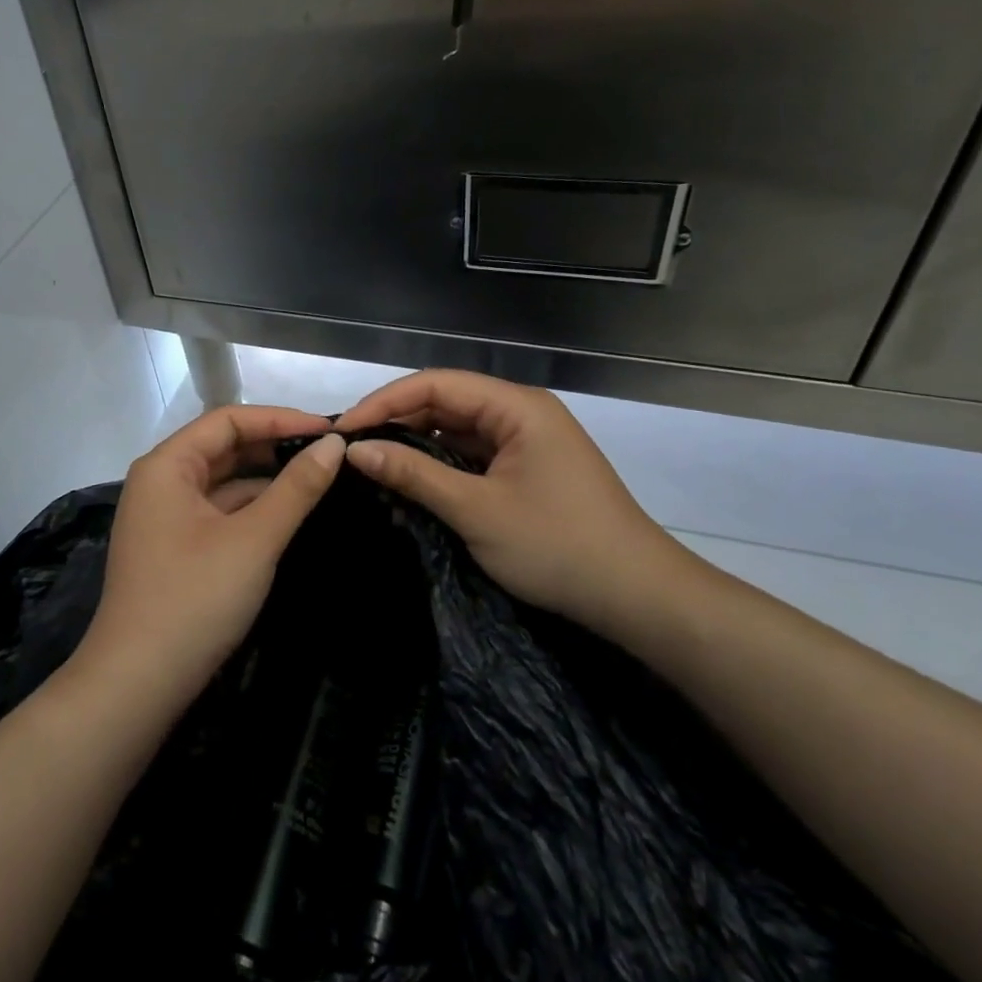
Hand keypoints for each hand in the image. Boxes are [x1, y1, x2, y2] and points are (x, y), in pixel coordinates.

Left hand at [72, 406, 346, 714]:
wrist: (137, 685)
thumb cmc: (194, 599)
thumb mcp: (254, 539)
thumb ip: (296, 488)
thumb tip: (334, 445)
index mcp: (167, 465)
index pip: (228, 420)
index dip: (280, 418)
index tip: (329, 430)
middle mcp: (161, 481)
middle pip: (223, 447)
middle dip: (274, 446)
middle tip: (329, 452)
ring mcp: (165, 517)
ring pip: (223, 482)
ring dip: (266, 478)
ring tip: (319, 478)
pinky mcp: (175, 548)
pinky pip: (218, 511)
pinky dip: (252, 508)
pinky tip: (289, 513)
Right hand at [337, 370, 704, 636]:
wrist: (638, 597)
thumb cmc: (557, 546)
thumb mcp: (476, 510)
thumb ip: (413, 474)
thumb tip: (355, 450)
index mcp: (516, 406)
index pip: (435, 384)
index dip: (384, 401)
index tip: (344, 430)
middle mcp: (521, 412)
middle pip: (446, 402)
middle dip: (397, 421)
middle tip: (351, 449)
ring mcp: (527, 441)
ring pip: (457, 429)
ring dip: (417, 444)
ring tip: (372, 463)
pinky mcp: (528, 469)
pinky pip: (474, 454)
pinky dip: (441, 465)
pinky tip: (412, 480)